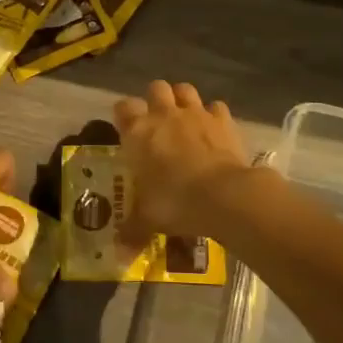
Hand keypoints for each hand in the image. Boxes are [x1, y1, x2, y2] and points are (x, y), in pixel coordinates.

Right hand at [113, 81, 248, 248]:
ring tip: (185, 118)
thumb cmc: (175, 202)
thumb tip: (119, 254)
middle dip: (156, 99)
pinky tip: (215, 130)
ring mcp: (196, 114)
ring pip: (185, 89)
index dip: (124, 114)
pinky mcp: (223, 120)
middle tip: (158, 121)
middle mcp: (164, 115)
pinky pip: (217, 107)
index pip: (123, 107)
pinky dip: (214, 115)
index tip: (126, 128)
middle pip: (156, 88)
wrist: (223, 195)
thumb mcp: (148, 220)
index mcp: (138, 132)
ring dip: (183, 99)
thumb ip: (132, 231)